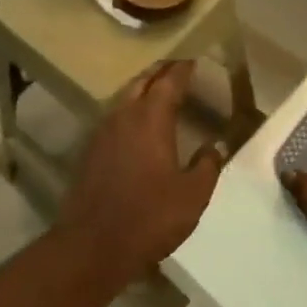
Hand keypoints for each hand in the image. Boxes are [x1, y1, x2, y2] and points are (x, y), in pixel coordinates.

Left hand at [58, 61, 223, 288]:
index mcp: (151, 118)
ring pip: (125, 95)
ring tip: (158, 89)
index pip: (169, 82)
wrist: (93, 245)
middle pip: (143, 81)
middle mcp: (125, 115)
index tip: (193, 61)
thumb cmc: (149, 217)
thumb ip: (207, 166)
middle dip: (160, 71)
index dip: (182, 69)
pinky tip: (136, 123)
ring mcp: (103, 130)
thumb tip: (215, 146)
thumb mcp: (192, 196)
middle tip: (176, 68)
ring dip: (143, 87)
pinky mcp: (91, 149)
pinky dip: (129, 108)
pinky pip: (114, 115)